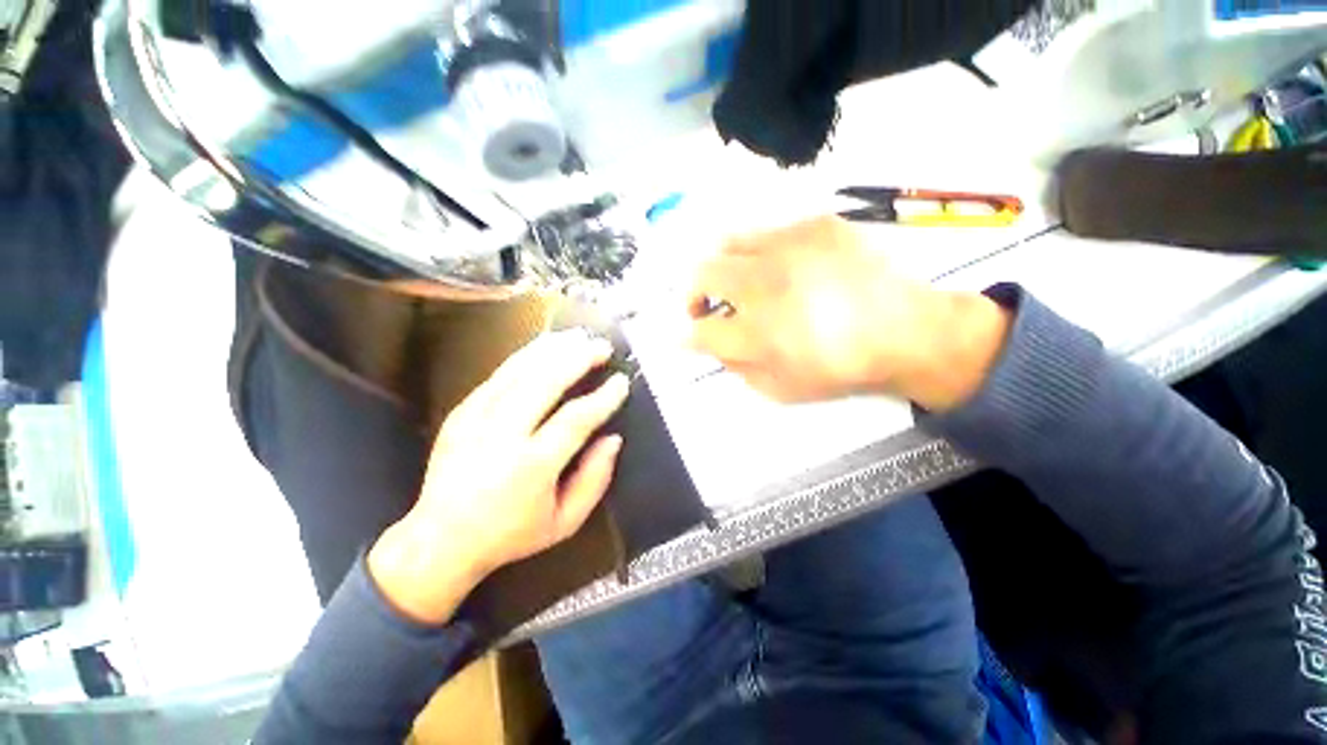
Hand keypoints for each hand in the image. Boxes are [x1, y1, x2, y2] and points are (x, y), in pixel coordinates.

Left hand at [368, 330, 629, 624]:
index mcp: (530, 467)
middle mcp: (501, 436)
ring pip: (519, 371)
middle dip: (579, 359)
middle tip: (603, 347)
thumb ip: (595, 480)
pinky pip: (498, 374)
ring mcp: (475, 419)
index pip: (575, 420)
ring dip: (553, 349)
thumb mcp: (564, 523)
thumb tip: (613, 438)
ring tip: (578, 336)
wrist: (439, 541)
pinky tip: (545, 346)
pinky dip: (526, 356)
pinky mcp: (461, 411)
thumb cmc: (511, 534)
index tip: (622, 382)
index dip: (603, 397)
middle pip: (544, 383)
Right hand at [687, 216, 1010, 408]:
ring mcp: (790, 247)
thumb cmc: (840, 369)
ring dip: (721, 267)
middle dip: (693, 295)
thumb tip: (713, 343)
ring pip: (726, 243)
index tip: (688, 337)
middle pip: (701, 276)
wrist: (907, 331)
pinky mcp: (815, 224)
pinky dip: (760, 253)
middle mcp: (765, 285)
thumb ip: (736, 367)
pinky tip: (780, 268)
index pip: (699, 332)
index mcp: (758, 334)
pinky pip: (767, 231)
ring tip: (737, 281)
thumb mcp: (780, 389)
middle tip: (706, 306)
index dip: (688, 336)